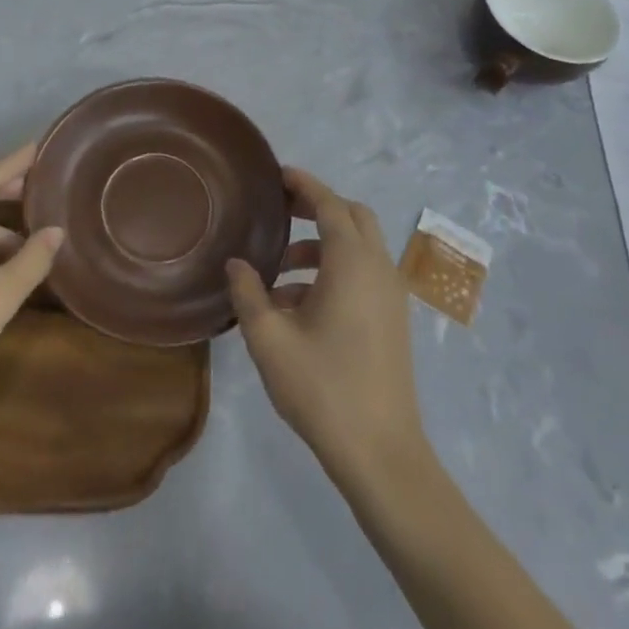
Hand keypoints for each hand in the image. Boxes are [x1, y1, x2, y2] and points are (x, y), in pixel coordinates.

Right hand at [228, 168, 426, 488]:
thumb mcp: (269, 339)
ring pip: (358, 248)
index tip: (278, 174)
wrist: (381, 454)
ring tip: (277, 270)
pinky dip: (334, 271)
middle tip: (281, 211)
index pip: (330, 204)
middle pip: (353, 217)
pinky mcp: (392, 320)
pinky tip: (297, 305)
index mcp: (352, 262)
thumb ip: (248, 293)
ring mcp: (390, 296)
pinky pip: (363, 274)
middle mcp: (378, 269)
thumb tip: (236, 264)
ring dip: (322, 245)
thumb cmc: (323, 388)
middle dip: (318, 207)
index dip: (304, 184)